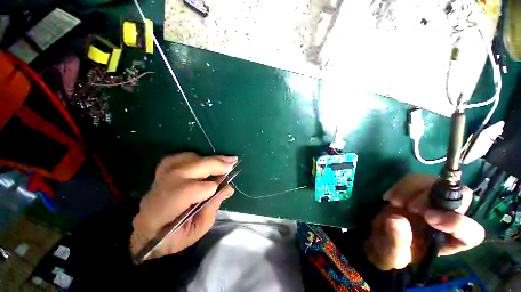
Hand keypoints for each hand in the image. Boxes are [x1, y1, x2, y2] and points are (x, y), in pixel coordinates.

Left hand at [130, 152, 236, 260]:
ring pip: (189, 159)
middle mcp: (161, 187)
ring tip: (225, 160)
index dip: (210, 188)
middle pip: (192, 168)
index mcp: (164, 209)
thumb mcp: (196, 230)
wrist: (146, 230)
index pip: (191, 190)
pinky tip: (208, 161)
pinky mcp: (164, 169)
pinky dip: (199, 157)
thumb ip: (212, 207)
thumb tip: (228, 188)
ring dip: (210, 159)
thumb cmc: (172, 237)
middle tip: (233, 162)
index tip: (224, 189)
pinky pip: (184, 156)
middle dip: (216, 164)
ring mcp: (161, 175)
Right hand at [364, 174, 484, 270]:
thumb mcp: (393, 254)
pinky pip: (417, 179)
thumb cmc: (392, 250)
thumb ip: (398, 241)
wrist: (382, 234)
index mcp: (450, 241)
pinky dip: (402, 185)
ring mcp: (434, 202)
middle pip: (461, 197)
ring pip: (437, 182)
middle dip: (434, 198)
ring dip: (413, 189)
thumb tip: (398, 219)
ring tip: (395, 202)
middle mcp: (449, 218)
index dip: (458, 223)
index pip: (471, 232)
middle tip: (411, 207)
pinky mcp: (417, 191)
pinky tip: (390, 197)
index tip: (428, 218)